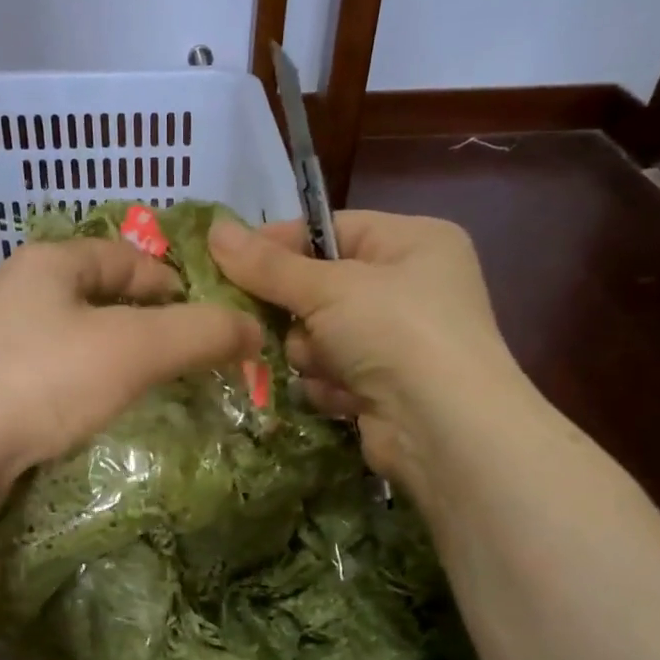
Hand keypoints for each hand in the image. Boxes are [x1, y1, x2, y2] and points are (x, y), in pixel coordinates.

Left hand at [0, 237, 262, 504]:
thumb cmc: (41, 380)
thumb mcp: (133, 349)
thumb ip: (199, 334)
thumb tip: (254, 329)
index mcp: (50, 261)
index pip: (127, 256)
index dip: (173, 283)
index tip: (206, 321)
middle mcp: (17, 290)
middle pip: (99, 295)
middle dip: (146, 324)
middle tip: (183, 360)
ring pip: (74, 337)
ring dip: (113, 357)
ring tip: (146, 388)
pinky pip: (49, 373)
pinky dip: (80, 385)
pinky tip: (92, 413)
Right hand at [208, 211, 531, 497]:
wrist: (445, 429)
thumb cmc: (395, 332)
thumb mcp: (328, 288)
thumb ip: (268, 265)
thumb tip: (214, 229)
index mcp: (413, 242)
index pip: (329, 230)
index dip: (279, 244)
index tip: (228, 259)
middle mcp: (411, 286)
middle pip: (321, 286)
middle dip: (297, 311)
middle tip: (266, 320)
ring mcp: (400, 340)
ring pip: (320, 335)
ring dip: (312, 353)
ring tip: (326, 365)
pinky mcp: (386, 386)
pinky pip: (333, 372)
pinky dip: (330, 384)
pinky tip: (344, 395)